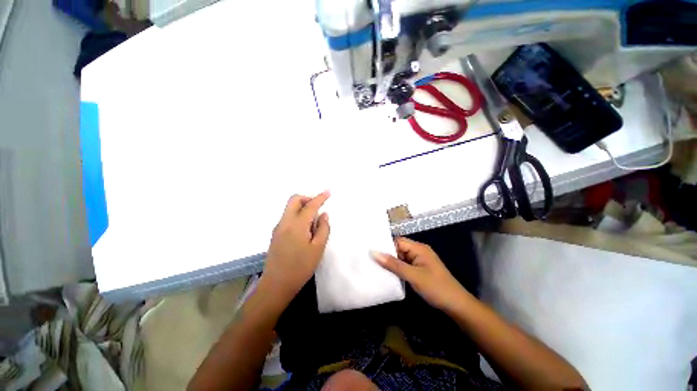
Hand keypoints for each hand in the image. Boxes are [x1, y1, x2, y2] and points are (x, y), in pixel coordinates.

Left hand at [261, 192, 330, 303]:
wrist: (276, 285)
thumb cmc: (301, 267)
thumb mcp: (318, 248)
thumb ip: (323, 228)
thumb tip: (323, 214)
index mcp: (297, 225)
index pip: (310, 205)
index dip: (320, 198)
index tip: (328, 192)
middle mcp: (285, 222)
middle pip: (294, 200)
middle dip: (307, 199)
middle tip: (318, 207)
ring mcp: (278, 228)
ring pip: (290, 208)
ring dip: (302, 207)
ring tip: (313, 222)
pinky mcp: (275, 234)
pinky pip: (288, 217)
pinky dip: (298, 215)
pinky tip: (305, 230)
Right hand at [372, 237, 469, 310]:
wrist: (456, 305)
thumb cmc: (436, 288)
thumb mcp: (413, 276)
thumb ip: (393, 264)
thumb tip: (374, 252)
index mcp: (419, 248)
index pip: (397, 241)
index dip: (385, 245)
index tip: (370, 249)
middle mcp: (418, 251)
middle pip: (398, 248)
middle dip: (386, 254)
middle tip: (369, 258)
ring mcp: (419, 261)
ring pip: (401, 257)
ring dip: (391, 262)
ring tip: (374, 265)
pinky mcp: (419, 269)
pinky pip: (405, 265)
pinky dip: (397, 268)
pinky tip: (387, 273)